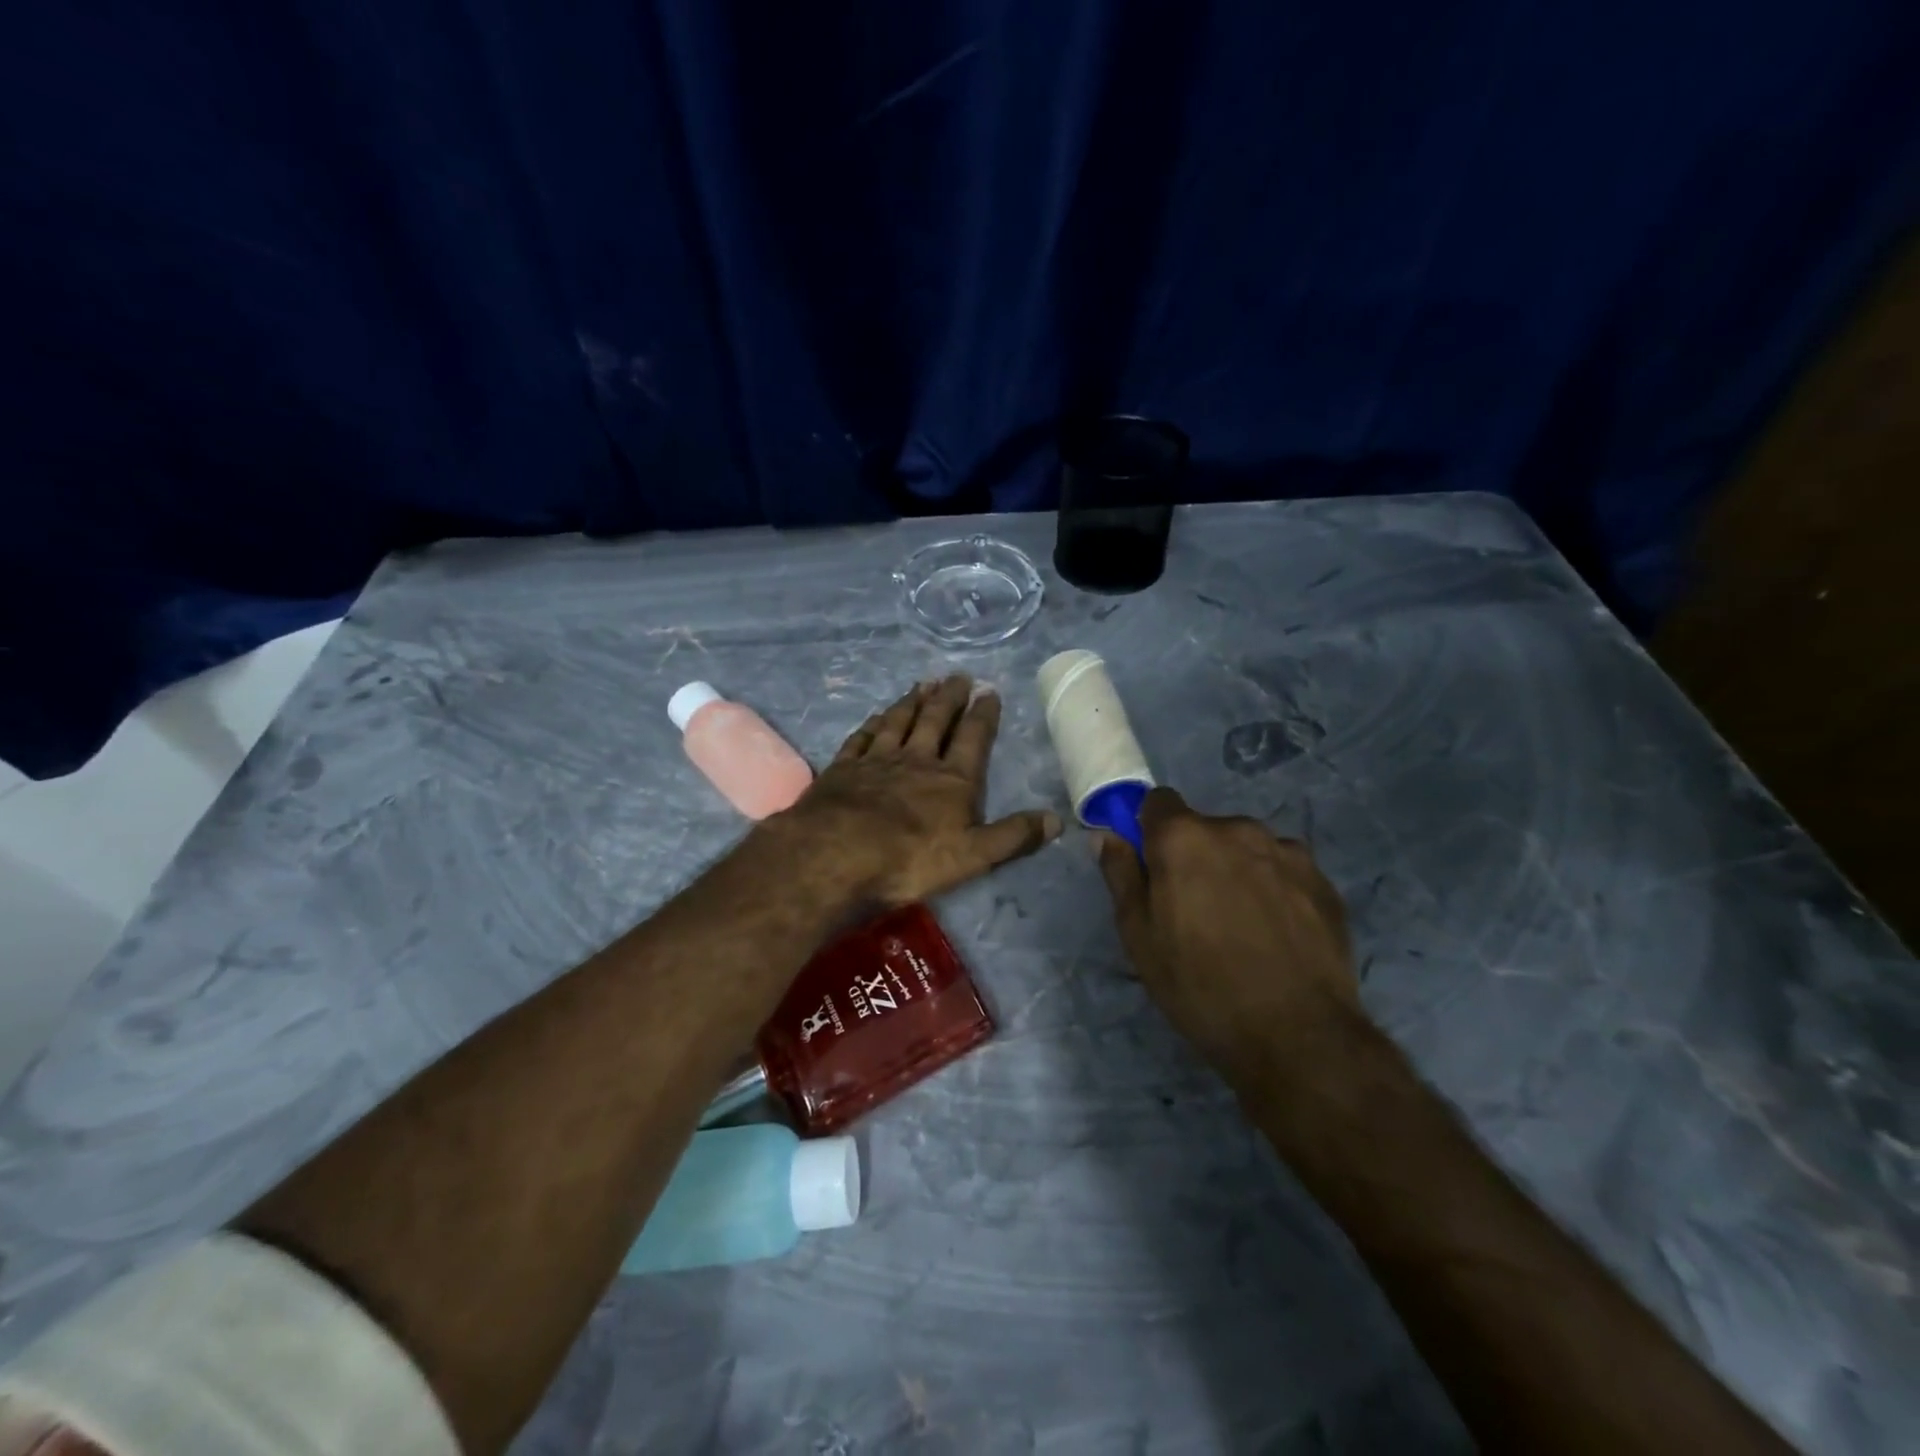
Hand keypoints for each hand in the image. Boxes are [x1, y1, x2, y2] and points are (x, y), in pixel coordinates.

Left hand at [771, 675, 1061, 907]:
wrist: (836, 855)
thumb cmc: (910, 860)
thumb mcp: (974, 856)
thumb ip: (1014, 836)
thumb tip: (1057, 819)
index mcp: (952, 780)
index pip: (973, 738)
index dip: (983, 714)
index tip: (989, 691)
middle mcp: (916, 760)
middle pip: (935, 720)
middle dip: (949, 697)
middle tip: (957, 676)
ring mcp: (877, 760)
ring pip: (898, 722)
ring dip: (912, 702)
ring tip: (923, 684)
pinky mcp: (844, 768)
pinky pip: (862, 737)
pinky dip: (873, 723)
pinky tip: (877, 716)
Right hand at [1097, 788, 1358, 1085]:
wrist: (1298, 1035)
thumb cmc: (1200, 986)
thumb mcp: (1140, 937)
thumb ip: (1121, 876)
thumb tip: (1107, 835)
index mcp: (1183, 837)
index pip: (1158, 802)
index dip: (1150, 829)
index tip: (1152, 865)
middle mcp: (1236, 829)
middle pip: (1204, 827)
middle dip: (1194, 856)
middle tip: (1194, 909)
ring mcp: (1286, 851)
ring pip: (1246, 847)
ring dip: (1236, 869)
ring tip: (1241, 925)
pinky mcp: (1322, 879)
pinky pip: (1283, 868)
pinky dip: (1273, 887)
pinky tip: (1276, 932)